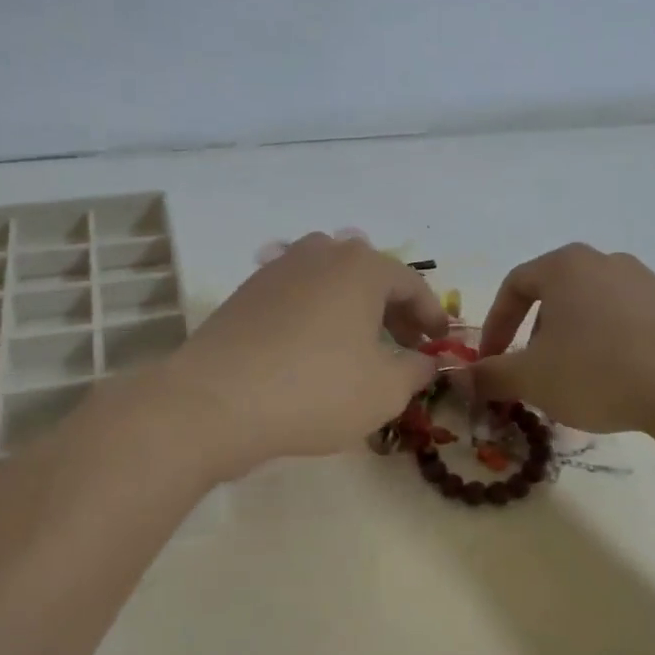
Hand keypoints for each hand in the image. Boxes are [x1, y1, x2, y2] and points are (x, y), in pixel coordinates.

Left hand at [161, 233, 448, 478]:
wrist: (216, 401)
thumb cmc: (315, 390)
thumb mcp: (384, 390)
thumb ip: (415, 371)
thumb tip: (423, 361)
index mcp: (361, 266)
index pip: (411, 284)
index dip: (432, 314)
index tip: (439, 342)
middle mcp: (319, 253)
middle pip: (369, 275)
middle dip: (393, 310)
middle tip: (405, 345)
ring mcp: (277, 269)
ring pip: (330, 282)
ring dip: (353, 309)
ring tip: (359, 346)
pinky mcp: (246, 292)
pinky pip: (297, 296)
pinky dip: (317, 316)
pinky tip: (314, 350)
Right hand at [467, 243, 654, 439]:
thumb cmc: (598, 370)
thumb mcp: (531, 379)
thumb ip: (490, 376)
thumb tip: (459, 378)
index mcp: (566, 266)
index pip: (514, 285)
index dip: (494, 324)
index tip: (490, 360)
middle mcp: (608, 263)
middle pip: (557, 297)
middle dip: (536, 337)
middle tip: (535, 375)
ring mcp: (651, 283)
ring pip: (595, 312)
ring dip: (575, 345)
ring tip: (579, 385)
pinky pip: (633, 327)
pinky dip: (615, 351)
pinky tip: (623, 386)